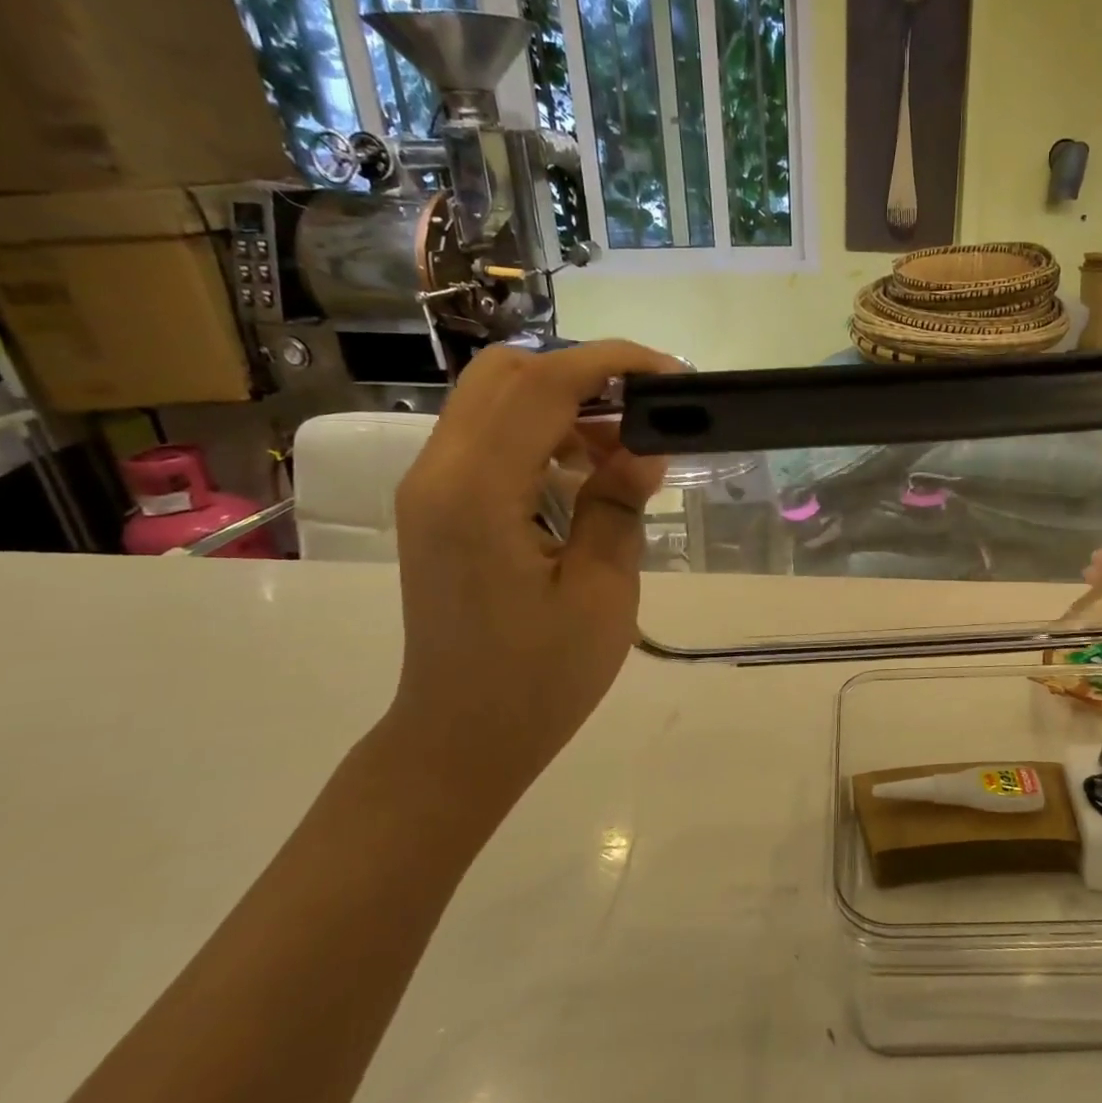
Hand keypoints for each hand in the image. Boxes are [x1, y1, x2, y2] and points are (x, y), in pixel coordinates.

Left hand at [385, 341, 677, 796]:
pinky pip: (488, 438)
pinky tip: (585, 474)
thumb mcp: (603, 592)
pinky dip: (540, 432)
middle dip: (582, 373)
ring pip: (493, 400)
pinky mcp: (438, 507)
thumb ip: (619, 505)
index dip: (611, 363)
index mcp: (477, 493)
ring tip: (623, 448)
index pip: (542, 385)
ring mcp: (430, 488)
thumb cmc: (539, 679)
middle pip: (505, 373)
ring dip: (562, 402)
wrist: (460, 739)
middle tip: (645, 410)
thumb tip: (643, 446)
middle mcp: (438, 473)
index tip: (672, 375)